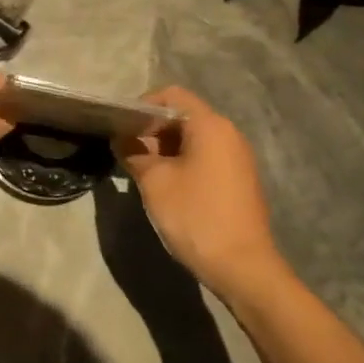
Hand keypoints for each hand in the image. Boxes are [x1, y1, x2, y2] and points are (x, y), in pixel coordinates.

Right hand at [114, 85, 292, 301]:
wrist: (242, 267)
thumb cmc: (195, 215)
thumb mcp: (154, 182)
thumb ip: (134, 153)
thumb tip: (122, 140)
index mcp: (210, 126)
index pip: (171, 95)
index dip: (142, 105)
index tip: (121, 127)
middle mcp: (228, 134)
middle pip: (183, 116)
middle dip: (152, 129)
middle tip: (127, 152)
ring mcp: (237, 158)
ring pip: (193, 139)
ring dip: (165, 149)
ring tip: (142, 171)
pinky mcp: (239, 180)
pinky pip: (206, 157)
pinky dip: (183, 163)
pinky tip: (167, 187)